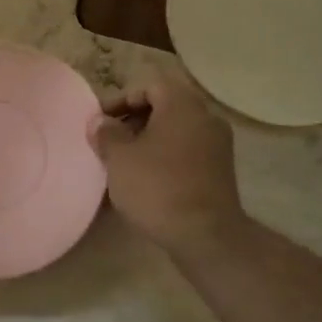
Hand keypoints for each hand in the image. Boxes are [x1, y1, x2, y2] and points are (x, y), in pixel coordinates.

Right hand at [90, 78, 244, 254]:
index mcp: (182, 105)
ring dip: (150, 139)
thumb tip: (100, 122)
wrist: (205, 235)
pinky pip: (188, 150)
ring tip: (125, 161)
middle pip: (165, 106)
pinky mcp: (221, 170)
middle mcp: (205, 117)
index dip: (121, 100)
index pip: (150, 86)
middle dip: (134, 120)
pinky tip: (148, 178)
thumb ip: (106, 134)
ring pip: (177, 130)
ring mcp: (218, 144)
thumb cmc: (157, 187)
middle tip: (111, 140)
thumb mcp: (119, 158)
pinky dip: (167, 155)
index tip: (101, 121)